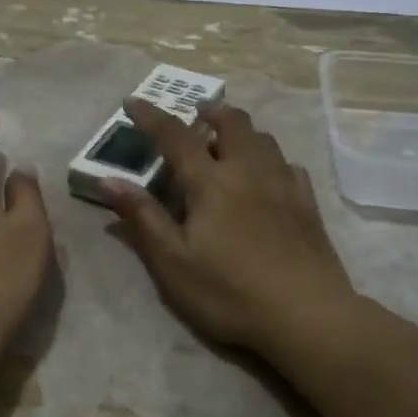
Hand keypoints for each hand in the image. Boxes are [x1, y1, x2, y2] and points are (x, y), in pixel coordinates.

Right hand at [101, 99, 357, 355]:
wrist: (307, 315)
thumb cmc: (230, 292)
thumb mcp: (174, 263)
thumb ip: (143, 217)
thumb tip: (109, 180)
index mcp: (211, 182)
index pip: (175, 136)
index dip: (151, 116)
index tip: (132, 101)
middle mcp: (248, 170)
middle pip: (232, 123)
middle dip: (210, 111)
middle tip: (196, 112)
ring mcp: (283, 183)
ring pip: (263, 138)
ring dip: (241, 130)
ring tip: (229, 139)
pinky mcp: (308, 202)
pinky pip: (288, 164)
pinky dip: (271, 158)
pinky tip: (268, 174)